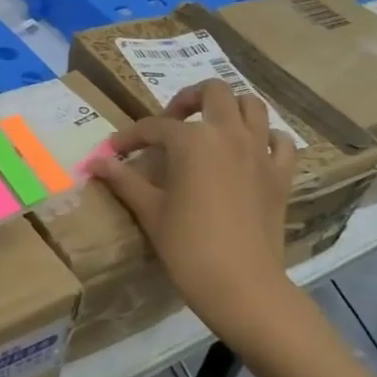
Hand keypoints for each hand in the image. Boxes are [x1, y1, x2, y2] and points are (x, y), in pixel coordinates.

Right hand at [88, 79, 300, 323]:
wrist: (241, 285)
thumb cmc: (187, 247)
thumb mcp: (149, 210)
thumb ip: (124, 179)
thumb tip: (95, 162)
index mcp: (193, 140)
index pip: (155, 127)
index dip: (130, 137)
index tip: (114, 151)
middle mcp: (229, 134)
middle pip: (213, 92)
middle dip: (188, 99)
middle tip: (171, 122)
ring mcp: (260, 151)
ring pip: (251, 105)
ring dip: (229, 108)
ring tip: (211, 128)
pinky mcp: (281, 174)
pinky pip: (280, 140)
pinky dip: (265, 137)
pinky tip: (250, 151)